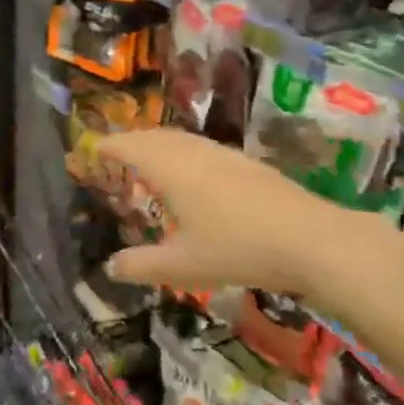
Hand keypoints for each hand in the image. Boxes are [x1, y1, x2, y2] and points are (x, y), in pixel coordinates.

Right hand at [91, 130, 376, 303]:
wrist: (313, 240)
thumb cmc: (238, 249)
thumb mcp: (183, 266)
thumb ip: (141, 266)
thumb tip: (109, 267)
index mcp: (169, 168)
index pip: (127, 146)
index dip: (106, 147)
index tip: (90, 150)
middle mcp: (192, 152)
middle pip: (152, 137)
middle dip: (130, 143)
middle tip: (114, 156)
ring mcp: (222, 154)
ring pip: (179, 139)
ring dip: (157, 146)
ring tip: (148, 164)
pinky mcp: (245, 163)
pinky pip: (200, 147)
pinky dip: (182, 153)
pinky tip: (192, 176)